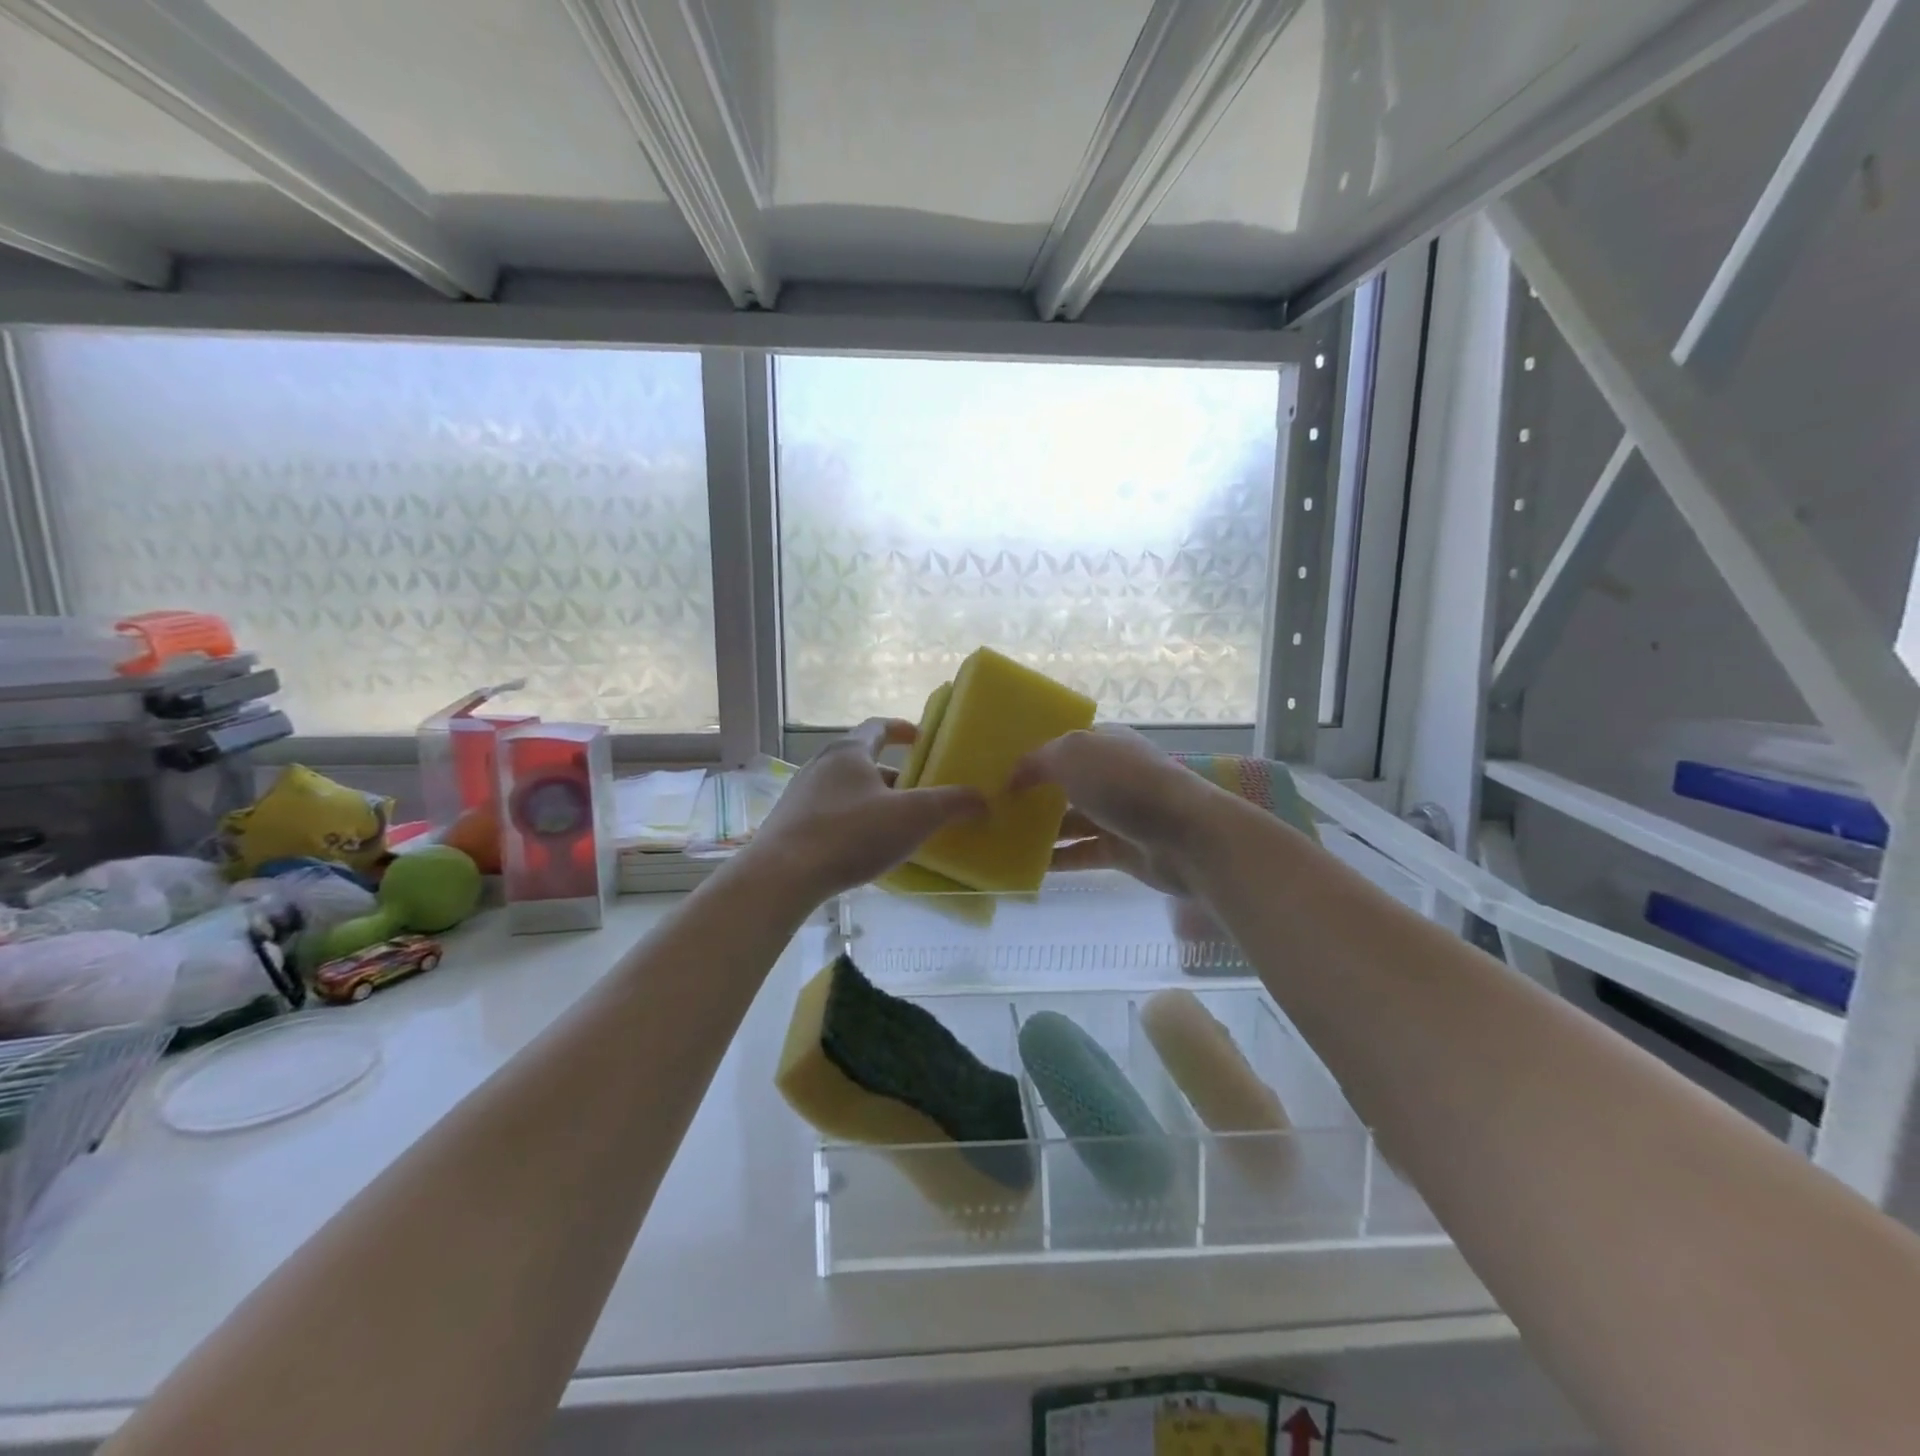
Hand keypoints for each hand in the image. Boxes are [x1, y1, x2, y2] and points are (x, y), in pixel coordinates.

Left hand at [746, 719, 986, 904]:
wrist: (783, 875)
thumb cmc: (851, 834)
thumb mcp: (913, 817)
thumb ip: (951, 804)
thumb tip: (982, 799)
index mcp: (848, 752)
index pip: (877, 727)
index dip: (901, 729)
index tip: (920, 737)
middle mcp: (820, 765)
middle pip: (862, 761)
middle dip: (893, 775)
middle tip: (917, 793)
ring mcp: (800, 795)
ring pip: (845, 789)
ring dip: (871, 800)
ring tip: (895, 824)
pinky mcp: (789, 824)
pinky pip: (829, 814)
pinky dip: (851, 821)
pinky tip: (863, 848)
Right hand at [1009, 726, 1220, 896]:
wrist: (1186, 835)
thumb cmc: (1127, 784)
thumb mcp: (1073, 755)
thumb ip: (1038, 760)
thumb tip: (1013, 776)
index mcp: (1104, 743)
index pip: (1062, 743)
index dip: (1032, 753)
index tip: (996, 768)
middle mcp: (1111, 775)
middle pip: (1064, 783)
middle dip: (1032, 793)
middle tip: (991, 806)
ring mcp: (1117, 814)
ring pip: (1070, 821)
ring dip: (1041, 829)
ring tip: (1001, 838)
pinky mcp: (1121, 851)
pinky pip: (1081, 853)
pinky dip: (1057, 860)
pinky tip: (1026, 866)